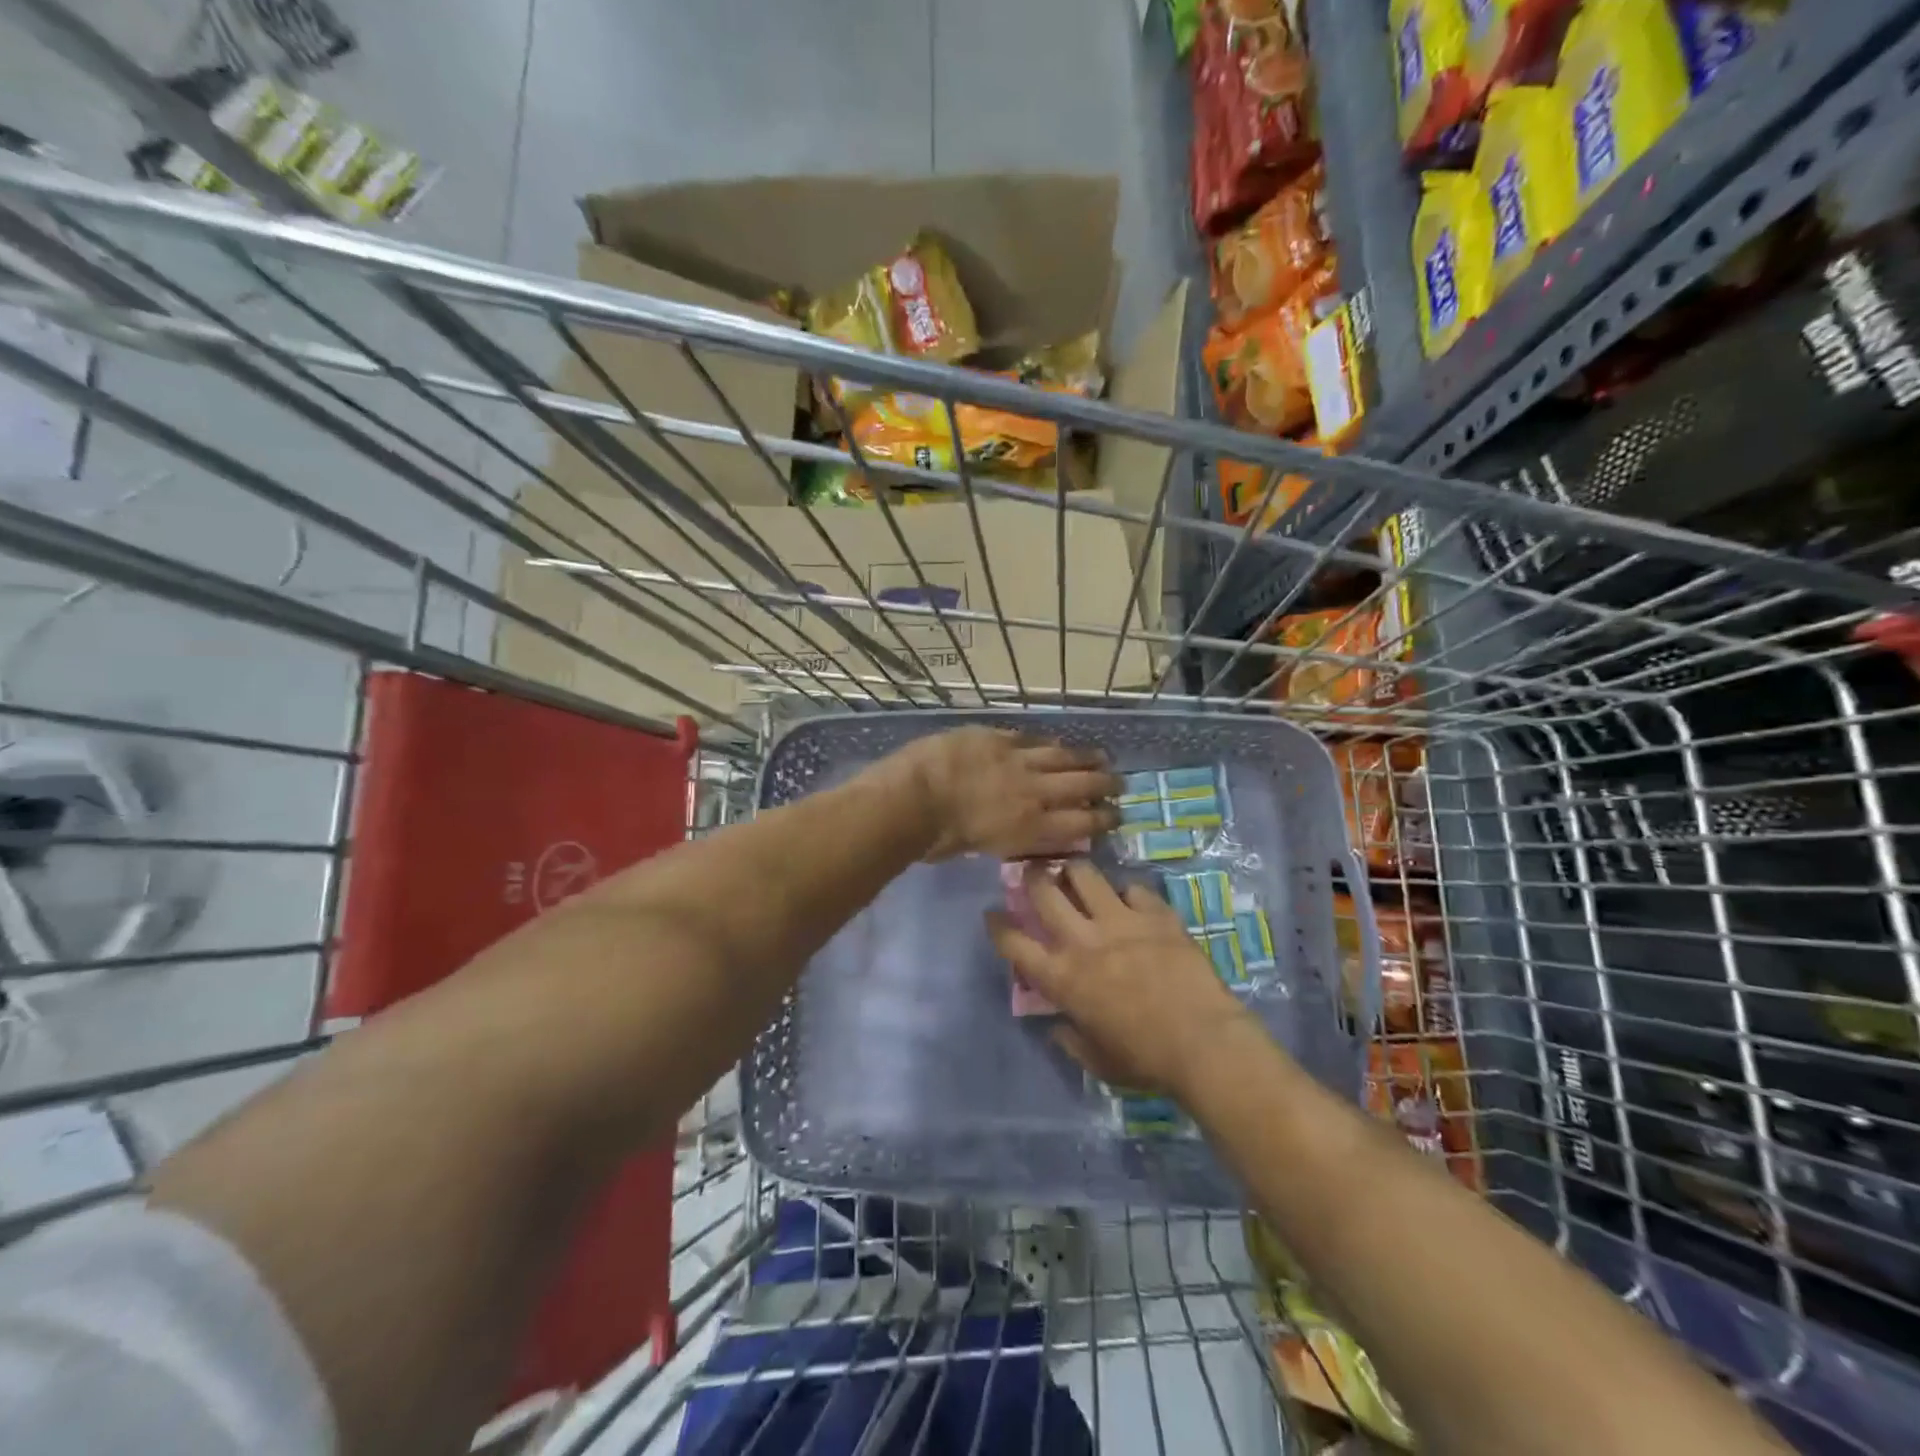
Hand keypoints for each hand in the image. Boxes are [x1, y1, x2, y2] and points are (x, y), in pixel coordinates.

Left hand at [896, 728, 1120, 861]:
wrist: (912, 797)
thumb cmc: (937, 839)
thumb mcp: (983, 850)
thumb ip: (1011, 838)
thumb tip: (1023, 832)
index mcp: (1032, 827)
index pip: (1082, 823)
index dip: (1103, 819)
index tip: (1115, 816)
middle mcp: (1034, 792)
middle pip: (1081, 785)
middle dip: (1105, 785)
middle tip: (1120, 784)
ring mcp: (1016, 760)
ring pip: (1061, 756)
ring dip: (1085, 758)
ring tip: (1102, 757)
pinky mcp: (996, 737)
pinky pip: (1030, 738)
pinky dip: (1047, 742)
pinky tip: (1057, 742)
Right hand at [987, 860, 1254, 1097]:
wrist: (1203, 1043)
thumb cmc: (1145, 1060)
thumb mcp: (1097, 1061)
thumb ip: (1071, 1040)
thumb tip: (1059, 1026)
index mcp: (1062, 977)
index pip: (1014, 943)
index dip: (998, 925)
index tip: (994, 914)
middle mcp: (1083, 940)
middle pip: (1044, 892)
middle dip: (1031, 876)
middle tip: (1033, 873)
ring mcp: (1120, 921)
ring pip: (1085, 875)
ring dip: (1074, 870)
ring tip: (1075, 872)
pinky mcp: (1155, 914)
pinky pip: (1134, 888)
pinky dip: (1127, 892)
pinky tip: (1131, 900)